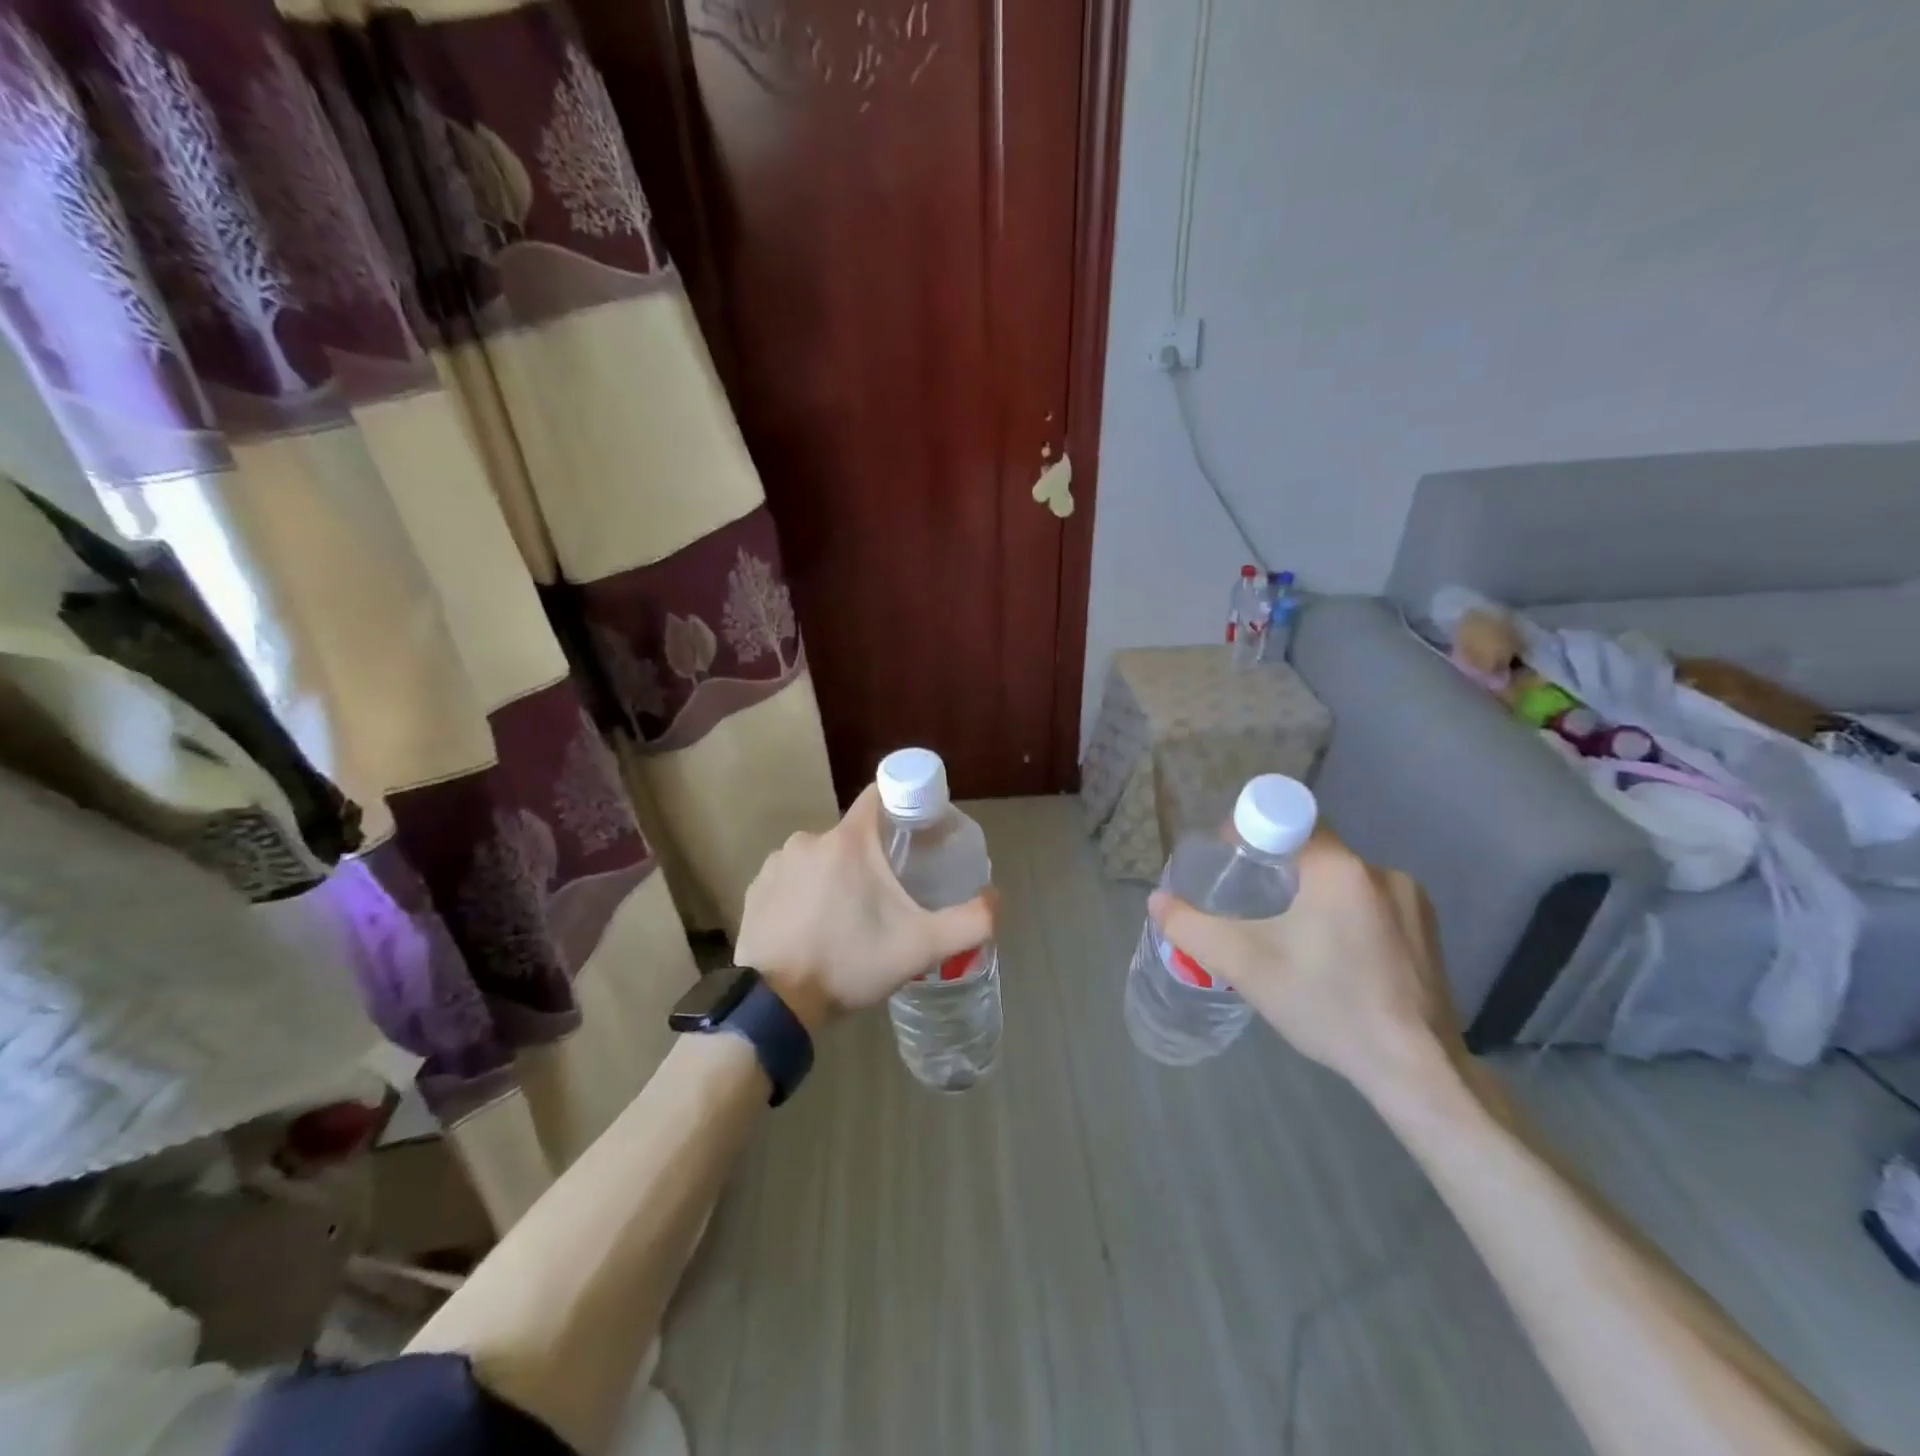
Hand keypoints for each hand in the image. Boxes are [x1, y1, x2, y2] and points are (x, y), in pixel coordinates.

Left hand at [733, 786, 995, 1033]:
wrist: (775, 1005)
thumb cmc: (850, 964)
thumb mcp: (921, 948)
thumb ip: (969, 923)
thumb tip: (994, 899)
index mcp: (849, 840)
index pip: (880, 795)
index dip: (903, 805)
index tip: (917, 832)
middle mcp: (810, 839)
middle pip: (854, 835)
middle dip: (873, 859)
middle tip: (886, 898)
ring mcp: (777, 862)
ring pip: (823, 857)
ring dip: (838, 877)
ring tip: (848, 918)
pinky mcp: (756, 888)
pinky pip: (793, 877)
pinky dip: (806, 892)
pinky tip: (813, 927)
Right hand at [1149, 827, 1460, 1098]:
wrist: (1417, 1071)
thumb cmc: (1327, 1005)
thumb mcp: (1246, 965)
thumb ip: (1192, 928)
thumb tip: (1157, 901)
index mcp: (1340, 868)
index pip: (1286, 819)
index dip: (1252, 832)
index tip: (1231, 862)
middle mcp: (1380, 871)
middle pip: (1313, 851)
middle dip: (1276, 870)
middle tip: (1250, 908)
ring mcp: (1412, 901)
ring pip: (1341, 880)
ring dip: (1312, 896)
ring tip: (1290, 939)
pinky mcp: (1428, 932)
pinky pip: (1370, 904)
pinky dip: (1343, 917)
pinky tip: (1333, 959)